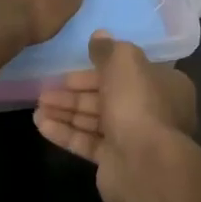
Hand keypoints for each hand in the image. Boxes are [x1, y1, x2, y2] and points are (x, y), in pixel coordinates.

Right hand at [34, 31, 196, 201]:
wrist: (145, 165)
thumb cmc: (139, 104)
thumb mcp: (125, 62)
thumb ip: (109, 49)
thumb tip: (99, 35)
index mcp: (163, 85)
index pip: (127, 72)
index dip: (97, 69)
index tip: (70, 69)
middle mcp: (151, 111)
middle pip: (107, 96)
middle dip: (75, 93)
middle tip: (45, 90)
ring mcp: (133, 139)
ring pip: (94, 120)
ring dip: (66, 112)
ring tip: (37, 107)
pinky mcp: (115, 162)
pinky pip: (87, 143)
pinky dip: (65, 133)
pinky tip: (41, 125)